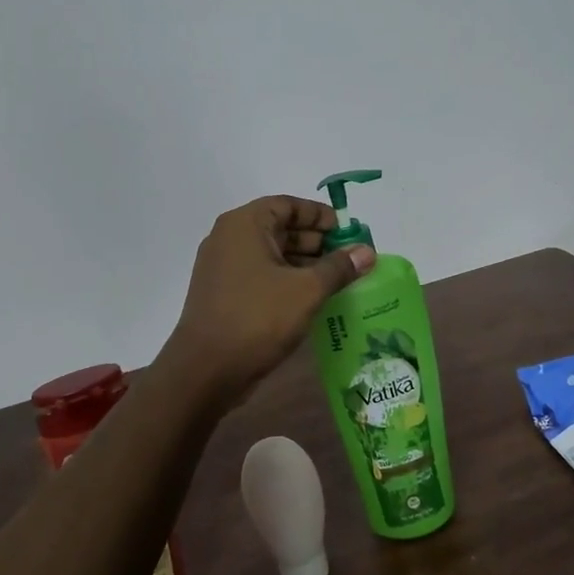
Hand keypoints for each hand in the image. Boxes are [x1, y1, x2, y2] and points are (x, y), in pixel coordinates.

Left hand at [161, 196, 376, 406]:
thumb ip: (339, 267)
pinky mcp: (223, 294)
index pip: (287, 205)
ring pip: (270, 255)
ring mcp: (222, 268)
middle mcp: (229, 239)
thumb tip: (367, 252)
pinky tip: (311, 298)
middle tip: (348, 258)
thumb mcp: (307, 290)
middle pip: (279, 228)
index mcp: (244, 224)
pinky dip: (286, 280)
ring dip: (303, 263)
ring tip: (337, 280)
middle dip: (315, 241)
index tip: (346, 231)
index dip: (319, 215)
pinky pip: (260, 276)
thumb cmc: (258, 318)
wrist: (206, 370)